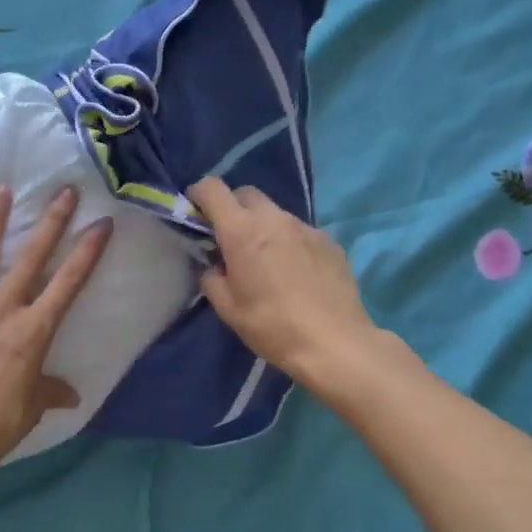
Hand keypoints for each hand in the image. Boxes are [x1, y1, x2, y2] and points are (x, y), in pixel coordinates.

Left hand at [0, 184, 113, 478]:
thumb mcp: (31, 407)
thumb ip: (50, 392)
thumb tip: (71, 396)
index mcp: (33, 331)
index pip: (68, 284)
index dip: (88, 252)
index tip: (102, 223)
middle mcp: (3, 309)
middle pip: (32, 258)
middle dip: (51, 223)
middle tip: (64, 190)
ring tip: (1, 189)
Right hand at [187, 177, 377, 388]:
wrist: (335, 343)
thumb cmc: (272, 327)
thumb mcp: (228, 309)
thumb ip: (213, 279)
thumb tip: (216, 266)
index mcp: (242, 232)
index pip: (213, 189)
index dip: (199, 194)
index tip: (196, 212)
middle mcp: (274, 219)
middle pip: (246, 194)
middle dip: (233, 208)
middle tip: (231, 239)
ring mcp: (306, 227)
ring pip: (276, 213)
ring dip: (264, 227)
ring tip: (267, 260)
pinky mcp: (330, 241)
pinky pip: (301, 232)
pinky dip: (290, 242)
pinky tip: (296, 273)